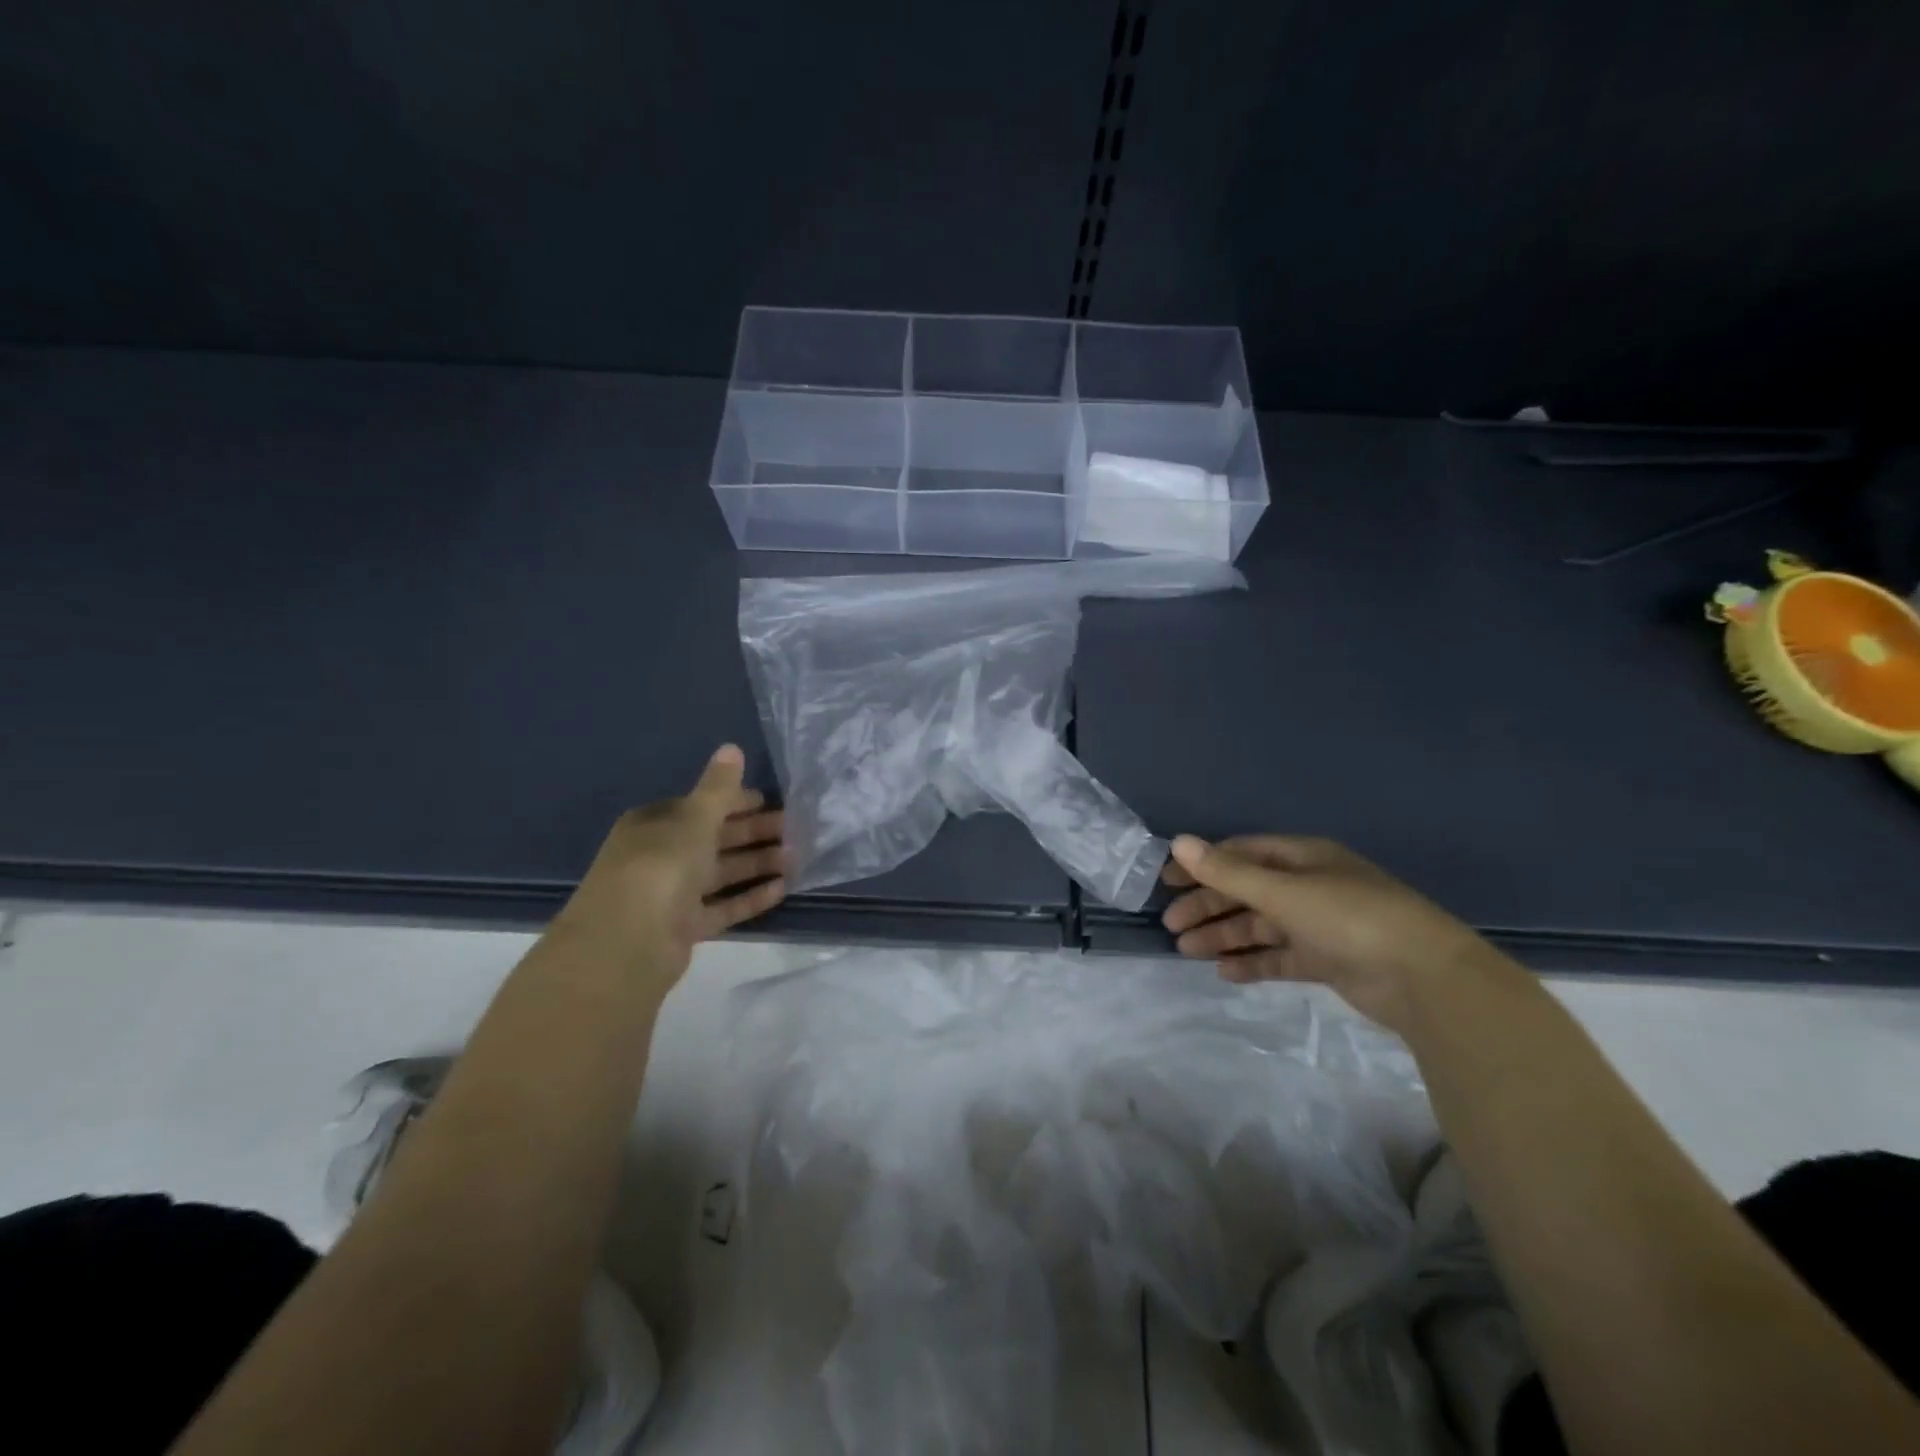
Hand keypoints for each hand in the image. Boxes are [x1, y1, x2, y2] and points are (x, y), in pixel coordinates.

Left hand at [554, 745, 785, 979]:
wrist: (627, 943)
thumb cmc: (660, 866)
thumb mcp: (694, 819)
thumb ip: (718, 788)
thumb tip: (732, 747)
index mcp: (655, 824)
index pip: (699, 806)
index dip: (733, 801)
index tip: (769, 800)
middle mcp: (660, 856)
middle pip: (713, 839)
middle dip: (752, 832)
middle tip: (793, 829)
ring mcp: (671, 894)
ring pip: (721, 873)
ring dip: (756, 863)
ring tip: (796, 858)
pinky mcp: (683, 927)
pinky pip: (722, 907)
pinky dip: (749, 898)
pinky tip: (782, 889)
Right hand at [1161, 834, 1508, 1033]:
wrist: (1425, 979)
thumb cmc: (1349, 918)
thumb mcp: (1283, 891)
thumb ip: (1228, 871)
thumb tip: (1178, 842)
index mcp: (1302, 858)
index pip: (1241, 854)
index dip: (1203, 864)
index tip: (1167, 882)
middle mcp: (1308, 886)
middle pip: (1246, 891)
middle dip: (1208, 906)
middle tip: (1172, 926)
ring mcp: (1319, 925)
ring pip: (1260, 926)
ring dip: (1223, 936)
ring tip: (1187, 951)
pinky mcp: (1328, 961)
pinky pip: (1279, 957)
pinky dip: (1252, 962)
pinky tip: (1225, 973)